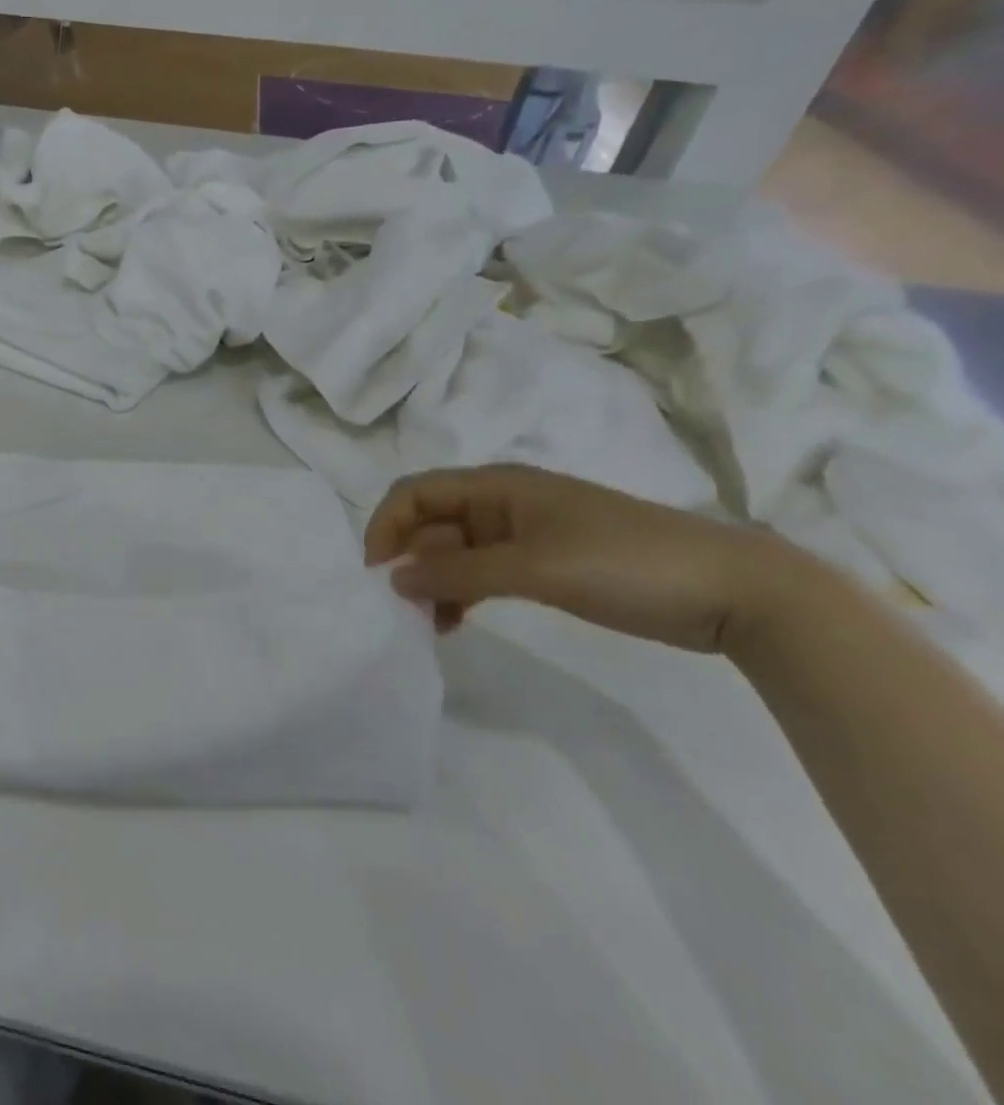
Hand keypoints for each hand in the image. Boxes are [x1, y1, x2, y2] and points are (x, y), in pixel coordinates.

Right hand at [363, 464, 811, 653]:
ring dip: (433, 582)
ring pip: (454, 552)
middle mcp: (501, 504)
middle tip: (400, 611)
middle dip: (408, 560)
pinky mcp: (545, 565)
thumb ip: (458, 571)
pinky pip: (482, 573)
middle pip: (431, 523)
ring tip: (427, 625)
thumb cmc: (626, 563)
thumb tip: (393, 578)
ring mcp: (524, 536)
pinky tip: (456, 624)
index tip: (375, 572)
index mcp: (496, 486)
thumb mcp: (534, 567)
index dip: (386, 525)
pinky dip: (462, 595)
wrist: (736, 592)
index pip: (415, 492)